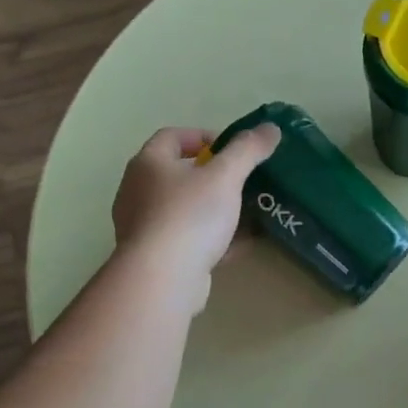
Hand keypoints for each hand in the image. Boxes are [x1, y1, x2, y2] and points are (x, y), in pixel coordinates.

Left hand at [112, 124, 279, 311]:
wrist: (162, 279)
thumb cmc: (189, 216)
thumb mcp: (226, 176)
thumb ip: (248, 150)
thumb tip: (271, 128)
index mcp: (148, 164)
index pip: (171, 137)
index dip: (202, 136)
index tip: (231, 149)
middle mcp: (137, 191)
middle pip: (176, 174)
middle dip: (211, 176)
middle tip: (241, 181)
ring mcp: (143, 227)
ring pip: (183, 209)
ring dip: (212, 209)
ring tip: (244, 212)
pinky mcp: (154, 258)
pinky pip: (186, 239)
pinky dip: (210, 238)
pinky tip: (238, 245)